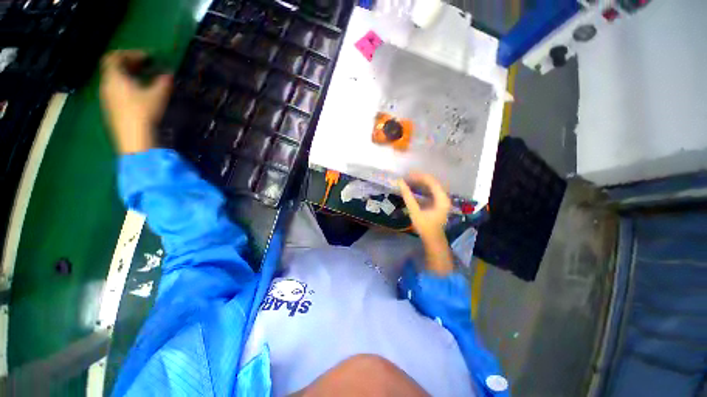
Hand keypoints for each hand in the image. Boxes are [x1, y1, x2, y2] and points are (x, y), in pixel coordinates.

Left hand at [100, 50, 172, 153]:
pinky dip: (127, 86)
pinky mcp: (112, 109)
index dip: (129, 53)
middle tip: (146, 66)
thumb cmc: (143, 112)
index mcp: (114, 78)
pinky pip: (117, 90)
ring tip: (145, 79)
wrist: (133, 138)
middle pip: (114, 68)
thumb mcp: (157, 95)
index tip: (146, 57)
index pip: (114, 57)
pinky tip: (140, 93)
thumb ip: (163, 82)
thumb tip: (168, 74)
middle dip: (130, 64)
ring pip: (115, 80)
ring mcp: (108, 98)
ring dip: (129, 75)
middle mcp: (107, 85)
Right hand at [397, 173, 451, 239]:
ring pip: (431, 186)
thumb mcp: (415, 211)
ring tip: (408, 180)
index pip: (431, 181)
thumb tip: (400, 182)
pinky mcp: (438, 202)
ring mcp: (442, 199)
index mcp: (441, 199)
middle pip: (432, 182)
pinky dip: (422, 188)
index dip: (419, 176)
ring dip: (420, 182)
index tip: (407, 175)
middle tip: (406, 177)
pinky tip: (413, 188)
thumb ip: (408, 196)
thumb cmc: (424, 227)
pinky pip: (431, 190)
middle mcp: (444, 197)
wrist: (433, 239)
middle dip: (419, 178)